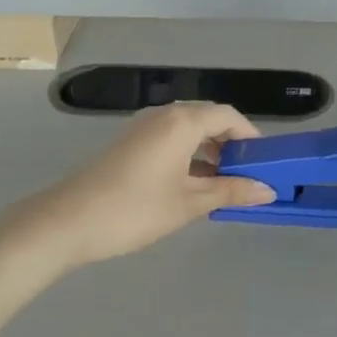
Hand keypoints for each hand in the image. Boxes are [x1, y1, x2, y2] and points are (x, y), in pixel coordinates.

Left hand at [10, 103, 276, 270]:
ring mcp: (143, 127)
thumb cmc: (135, 210)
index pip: (228, 116)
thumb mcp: (189, 203)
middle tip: (247, 176)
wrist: (68, 221)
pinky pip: (170, 139)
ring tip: (222, 185)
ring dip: (209, 152)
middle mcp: (163, 115)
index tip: (265, 163)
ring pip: (188, 130)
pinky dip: (188, 155)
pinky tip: (192, 185)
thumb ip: (230, 192)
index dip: (250, 137)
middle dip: (231, 145)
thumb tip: (268, 190)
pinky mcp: (129, 143)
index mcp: (181, 121)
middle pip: (208, 119)